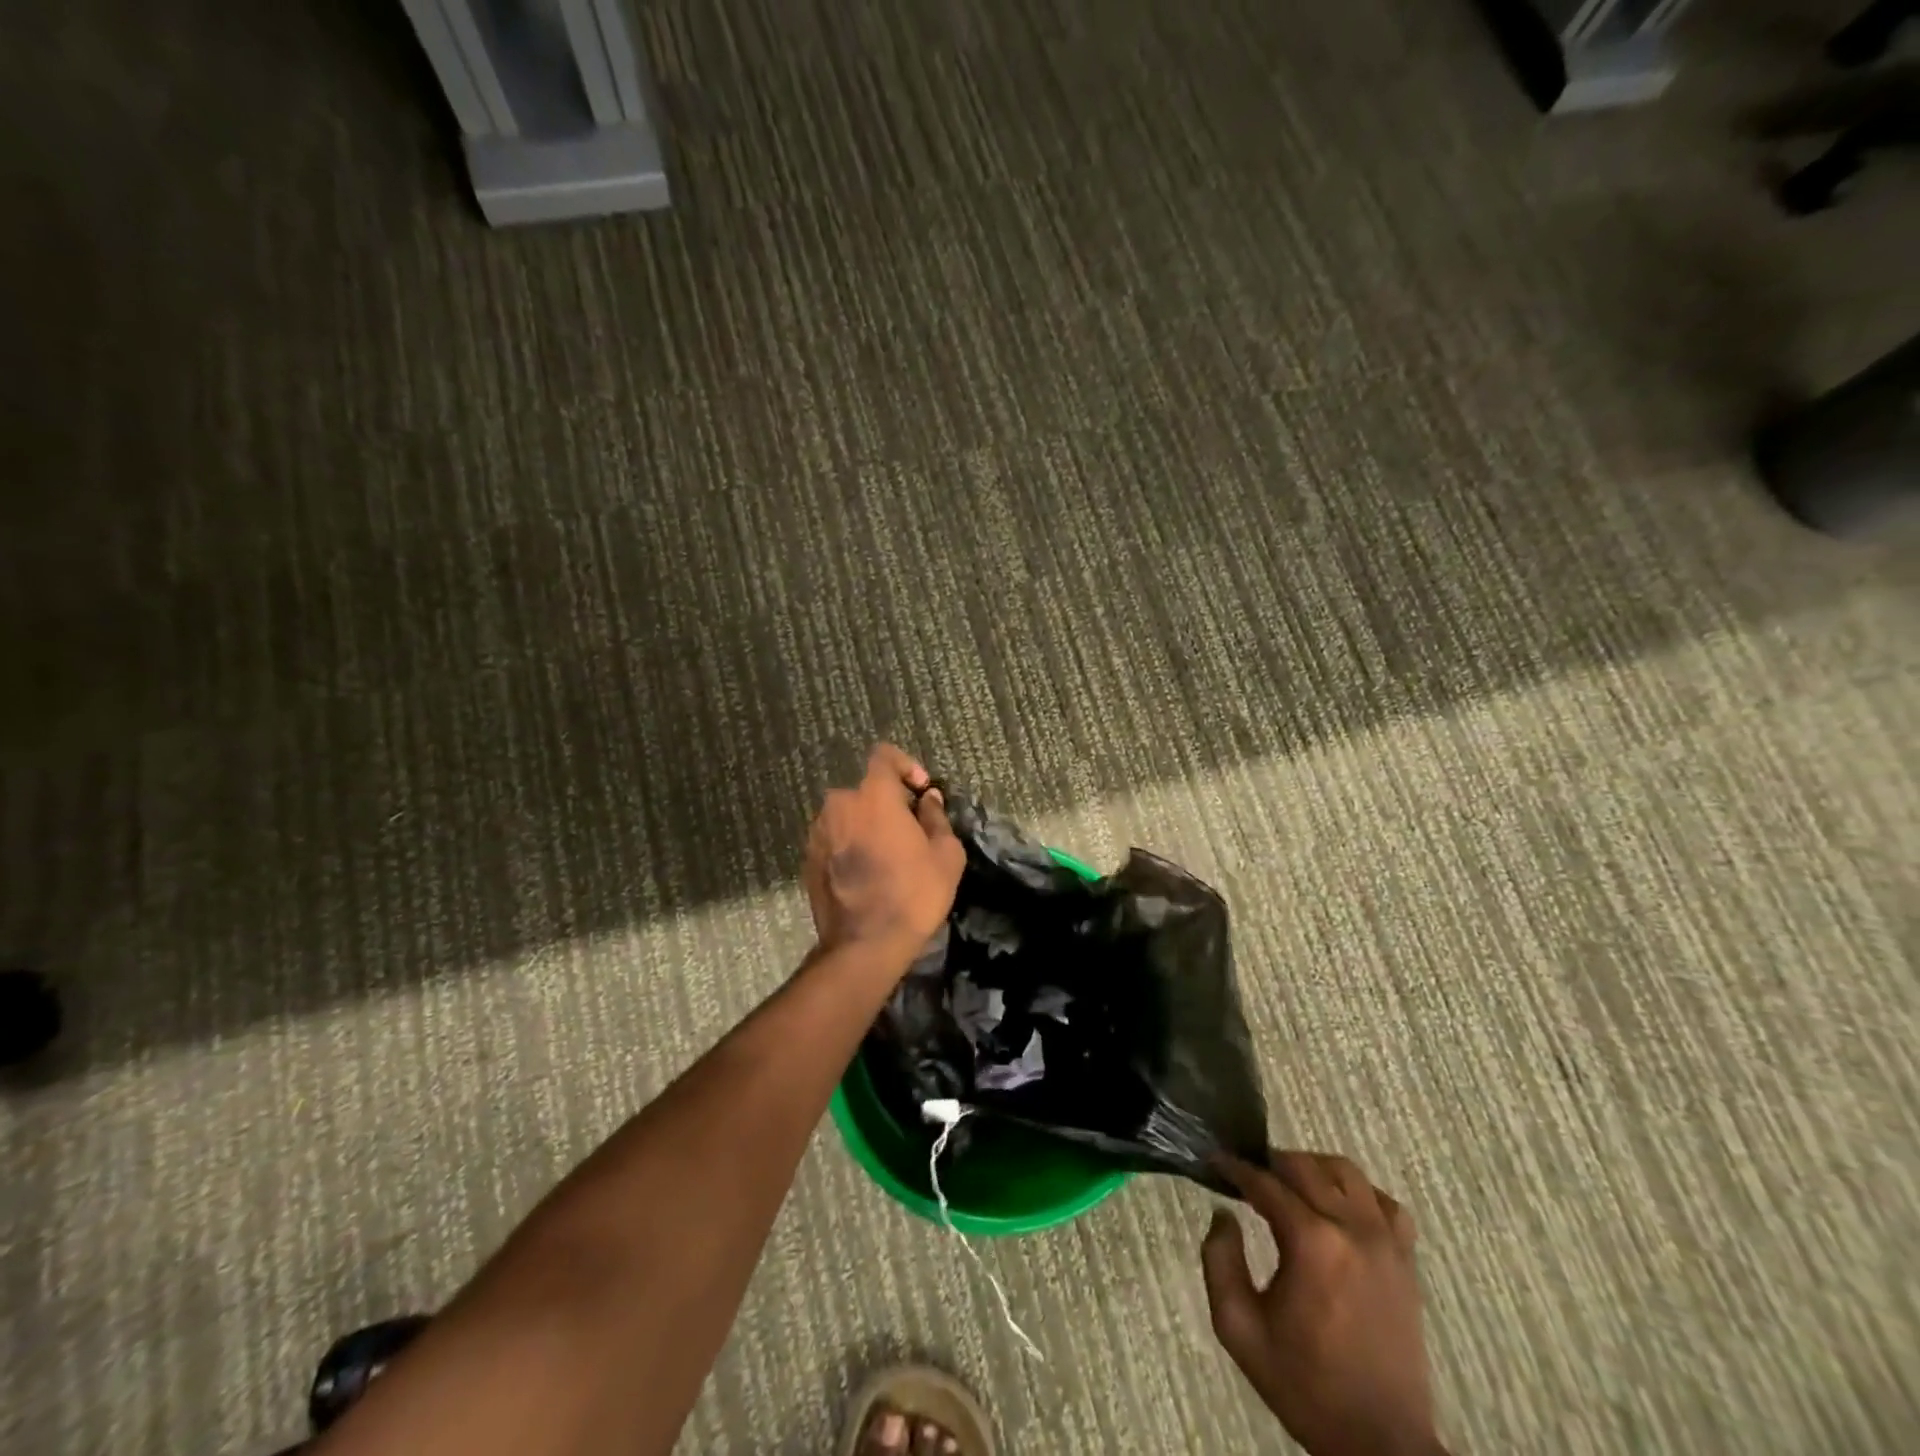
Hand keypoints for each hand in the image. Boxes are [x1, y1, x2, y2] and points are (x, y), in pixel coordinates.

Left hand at [803, 744, 964, 958]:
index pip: (884, 755)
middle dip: (888, 803)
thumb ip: (936, 816)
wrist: (864, 945)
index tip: (920, 792)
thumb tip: (928, 798)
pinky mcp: (808, 859)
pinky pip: (834, 839)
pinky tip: (867, 874)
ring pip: (848, 816)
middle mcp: (839, 804)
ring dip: (867, 826)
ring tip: (888, 857)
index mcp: (872, 795)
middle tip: (909, 832)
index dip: (906, 766)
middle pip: (866, 790)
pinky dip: (850, 846)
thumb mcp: (945, 854)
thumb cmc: (913, 894)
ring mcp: (818, 832)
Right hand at [1202, 1152, 1443, 1455]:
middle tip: (1248, 1177)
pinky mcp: (1406, 1261)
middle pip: (1304, 1167)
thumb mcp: (1239, 1328)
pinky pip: (1384, 1203)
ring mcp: (1386, 1243)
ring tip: (1291, 1187)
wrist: (1378, 1443)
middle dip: (1270, 1163)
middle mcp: (1352, 1229)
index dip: (1236, 1168)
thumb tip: (1223, 1214)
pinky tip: (1340, 1209)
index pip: (1265, 1183)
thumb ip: (1219, 1261)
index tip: (1215, 1161)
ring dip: (1313, 1169)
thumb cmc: (1303, 1384)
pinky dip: (1359, 1193)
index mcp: (1312, 1244)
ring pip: (1346, 1172)